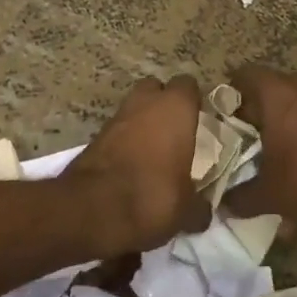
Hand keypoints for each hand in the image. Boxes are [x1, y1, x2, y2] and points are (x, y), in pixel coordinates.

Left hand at [64, 76, 206, 254]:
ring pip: (133, 109)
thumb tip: (203, 211)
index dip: (193, 100)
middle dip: (163, 105)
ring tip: (154, 154)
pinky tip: (132, 167)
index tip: (199, 119)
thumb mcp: (187, 210)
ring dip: (142, 124)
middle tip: (175, 132)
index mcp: (175, 108)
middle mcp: (144, 103)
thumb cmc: (153, 196)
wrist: (92, 209)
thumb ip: (199, 206)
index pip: (188, 85)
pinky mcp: (94, 136)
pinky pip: (117, 131)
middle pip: (155, 89)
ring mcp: (116, 117)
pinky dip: (124, 143)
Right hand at [225, 65, 296, 227]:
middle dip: (245, 119)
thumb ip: (240, 198)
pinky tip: (287, 168)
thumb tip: (221, 205)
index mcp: (275, 92)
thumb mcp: (271, 195)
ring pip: (285, 109)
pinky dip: (293, 138)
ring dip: (271, 130)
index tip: (212, 125)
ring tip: (256, 161)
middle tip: (229, 147)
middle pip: (261, 94)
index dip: (222, 98)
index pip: (239, 76)